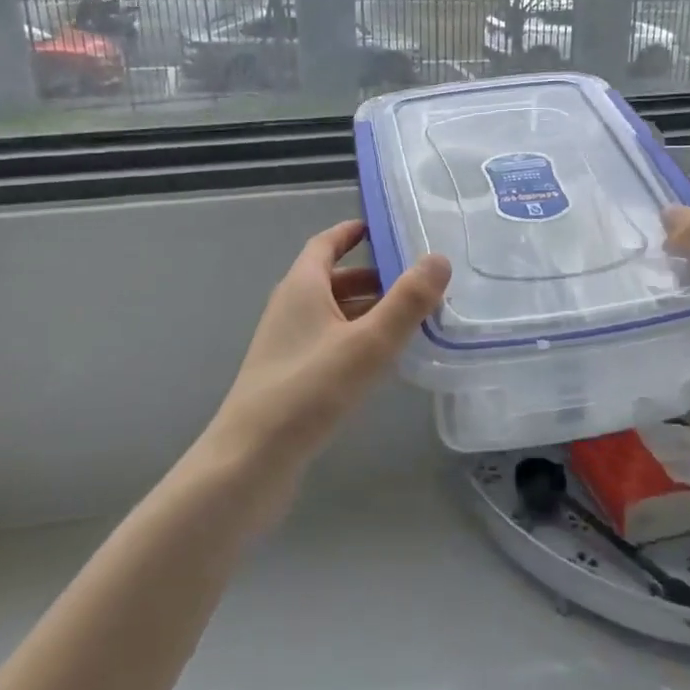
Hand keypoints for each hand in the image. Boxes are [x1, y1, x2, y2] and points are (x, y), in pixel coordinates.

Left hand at [198, 221, 450, 506]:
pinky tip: (383, 360)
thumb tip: (439, 258)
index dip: (352, 232)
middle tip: (418, 280)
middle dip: (374, 276)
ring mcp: (288, 345)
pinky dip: (358, 339)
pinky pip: (330, 343)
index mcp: (301, 287)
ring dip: (369, 310)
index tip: (385, 227)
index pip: (325, 244)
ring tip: (413, 319)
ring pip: (334, 314)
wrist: (250, 462)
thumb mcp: (367, 343)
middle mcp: (291, 308)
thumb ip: (406, 301)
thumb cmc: (308, 391)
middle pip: (333, 279)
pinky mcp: (291, 377)